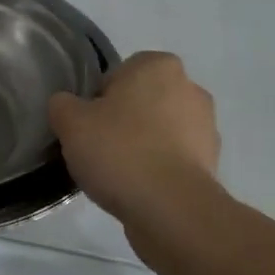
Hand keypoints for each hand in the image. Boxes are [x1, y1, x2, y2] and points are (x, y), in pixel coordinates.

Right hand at [49, 51, 222, 227]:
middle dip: (122, 121)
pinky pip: (173, 160)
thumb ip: (63, 104)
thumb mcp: (71, 122)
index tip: (87, 126)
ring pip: (159, 131)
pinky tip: (138, 189)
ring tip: (117, 174)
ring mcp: (206, 127)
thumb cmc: (120, 151)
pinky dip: (158, 170)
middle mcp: (189, 88)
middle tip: (99, 148)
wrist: (171, 209)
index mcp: (158, 65)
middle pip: (141, 101)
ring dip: (142, 146)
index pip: (118, 73)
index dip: (97, 99)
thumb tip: (67, 106)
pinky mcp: (211, 164)